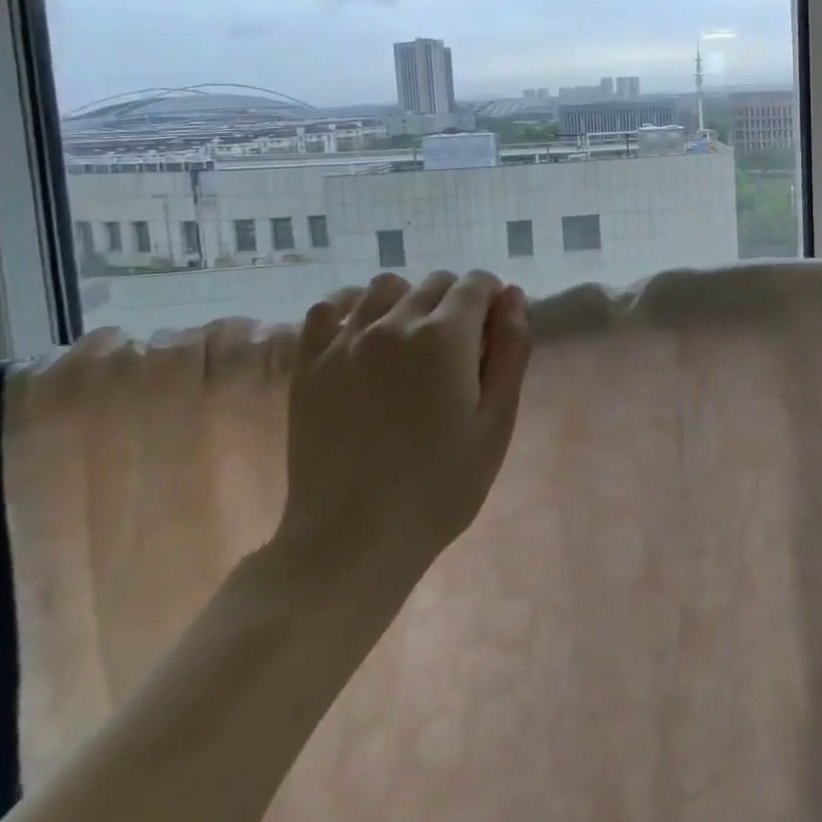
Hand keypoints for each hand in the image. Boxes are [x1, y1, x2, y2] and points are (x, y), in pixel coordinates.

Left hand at [270, 270, 531, 617]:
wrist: (352, 539)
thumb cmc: (441, 486)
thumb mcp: (497, 422)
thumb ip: (511, 351)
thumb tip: (513, 297)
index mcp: (446, 336)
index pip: (477, 283)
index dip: (493, 299)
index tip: (494, 333)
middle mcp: (394, 323)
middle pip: (435, 283)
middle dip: (456, 301)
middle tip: (460, 348)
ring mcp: (345, 341)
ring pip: (384, 287)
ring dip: (408, 299)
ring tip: (412, 340)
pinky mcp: (308, 364)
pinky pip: (326, 309)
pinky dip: (350, 307)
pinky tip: (362, 334)